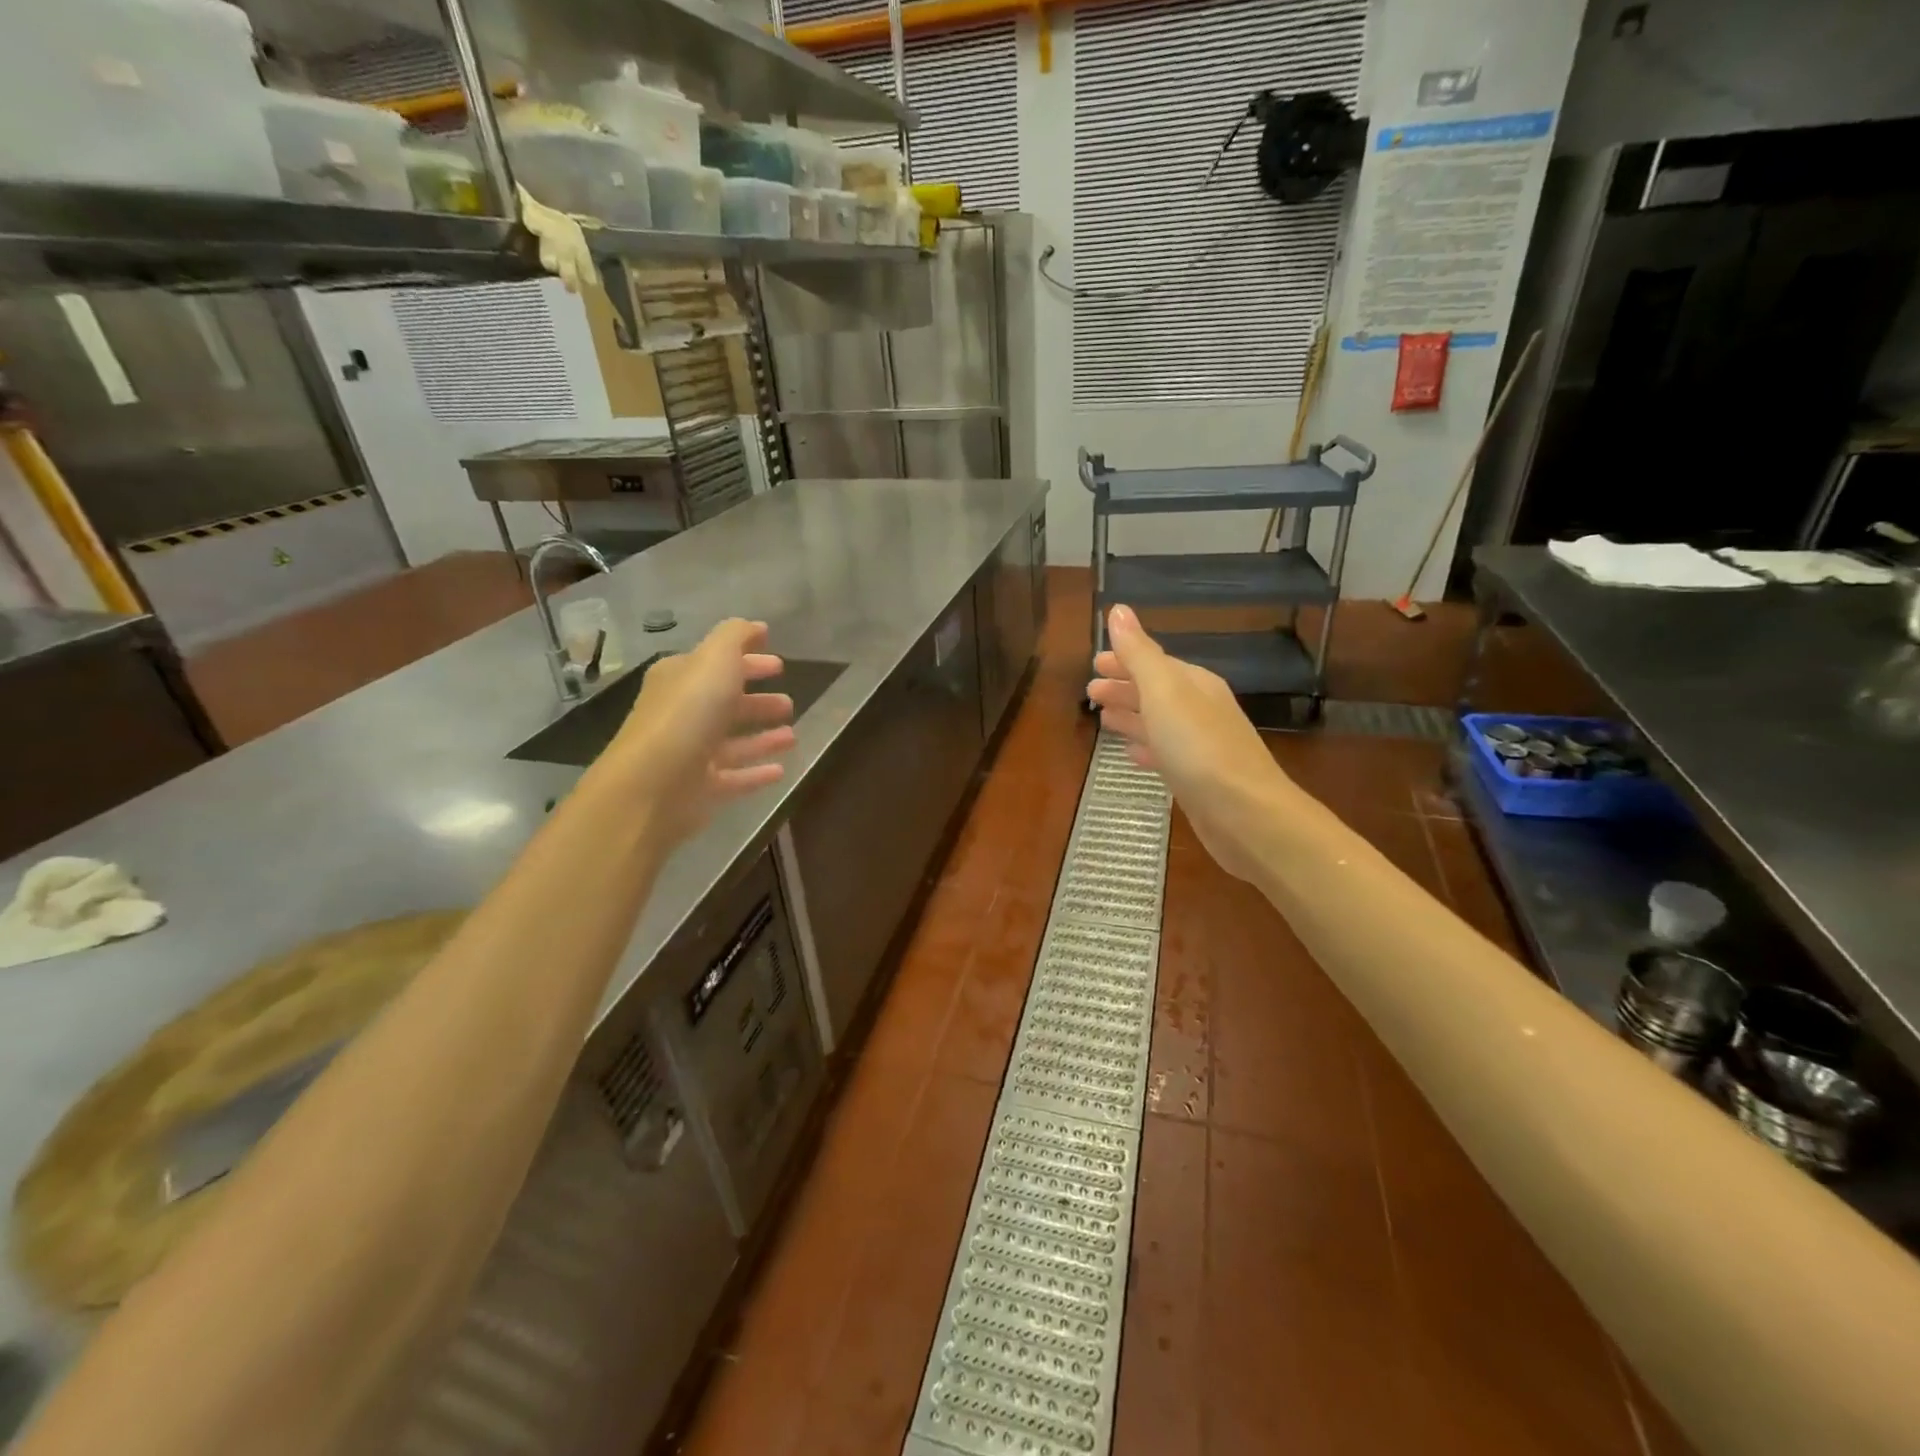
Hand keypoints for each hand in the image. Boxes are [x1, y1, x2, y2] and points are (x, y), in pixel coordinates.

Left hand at [600, 619, 795, 846]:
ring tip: (792, 735)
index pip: (716, 664)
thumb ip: (736, 637)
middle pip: (725, 704)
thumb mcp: (714, 660)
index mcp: (680, 679)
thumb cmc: (687, 714)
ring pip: (733, 742)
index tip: (780, 663)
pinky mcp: (701, 789)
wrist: (653, 785)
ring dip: (762, 738)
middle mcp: (683, 714)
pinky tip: (781, 769)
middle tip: (788, 703)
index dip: (748, 660)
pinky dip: (756, 772)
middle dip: (757, 701)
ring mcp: (691, 754)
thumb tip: (756, 627)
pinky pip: (736, 777)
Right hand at [1087, 605, 1291, 881]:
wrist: (1244, 814)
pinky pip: (1164, 753)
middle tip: (1090, 690)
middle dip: (1124, 687)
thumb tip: (1119, 610)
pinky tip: (1131, 754)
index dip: (1124, 660)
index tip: (1094, 662)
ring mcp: (1200, 746)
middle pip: (1156, 691)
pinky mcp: (1196, 779)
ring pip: (1158, 722)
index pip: (1154, 662)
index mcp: (1194, 684)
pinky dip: (1145, 748)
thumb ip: (1139, 653)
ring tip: (1103, 718)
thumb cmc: (1199, 747)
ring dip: (1131, 716)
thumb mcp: (1164, 692)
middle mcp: (1200, 710)